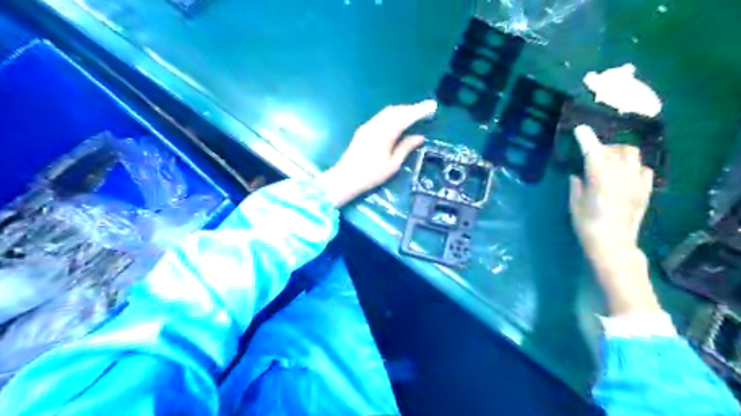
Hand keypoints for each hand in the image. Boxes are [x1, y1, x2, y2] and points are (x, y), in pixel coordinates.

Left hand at [317, 99, 434, 206]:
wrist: (346, 178)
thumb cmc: (371, 175)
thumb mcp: (393, 165)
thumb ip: (406, 148)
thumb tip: (419, 137)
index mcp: (385, 133)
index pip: (406, 117)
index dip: (420, 110)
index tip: (432, 106)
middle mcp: (376, 125)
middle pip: (396, 110)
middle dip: (412, 108)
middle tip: (425, 110)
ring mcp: (368, 126)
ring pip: (387, 112)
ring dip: (402, 110)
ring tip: (414, 114)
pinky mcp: (363, 129)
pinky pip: (381, 116)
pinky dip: (393, 115)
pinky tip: (398, 121)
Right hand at [571, 125, 659, 312]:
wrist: (613, 245)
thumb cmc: (587, 226)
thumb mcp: (574, 205)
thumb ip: (577, 185)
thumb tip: (578, 174)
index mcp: (600, 180)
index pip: (594, 152)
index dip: (586, 138)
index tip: (580, 129)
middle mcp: (621, 176)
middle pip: (617, 149)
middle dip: (603, 147)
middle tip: (592, 154)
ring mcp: (637, 182)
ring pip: (633, 155)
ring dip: (619, 153)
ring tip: (609, 161)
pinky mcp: (645, 190)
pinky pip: (644, 168)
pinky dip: (633, 165)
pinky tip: (624, 173)